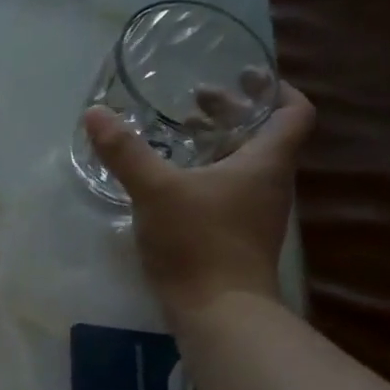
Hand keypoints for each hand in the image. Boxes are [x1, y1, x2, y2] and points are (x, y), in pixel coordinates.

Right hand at [83, 80, 315, 325]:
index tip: (246, 77)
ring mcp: (255, 214)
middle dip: (232, 115)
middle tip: (196, 103)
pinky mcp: (237, 238)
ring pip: (244, 166)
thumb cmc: (198, 241)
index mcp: (266, 162)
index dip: (277, 89)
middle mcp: (270, 184)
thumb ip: (125, 152)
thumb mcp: (155, 190)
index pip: (293, 112)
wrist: (219, 311)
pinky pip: (228, 193)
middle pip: (264, 137)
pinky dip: (207, 177)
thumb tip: (95, 113)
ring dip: (218, 147)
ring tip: (180, 138)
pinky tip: (172, 185)